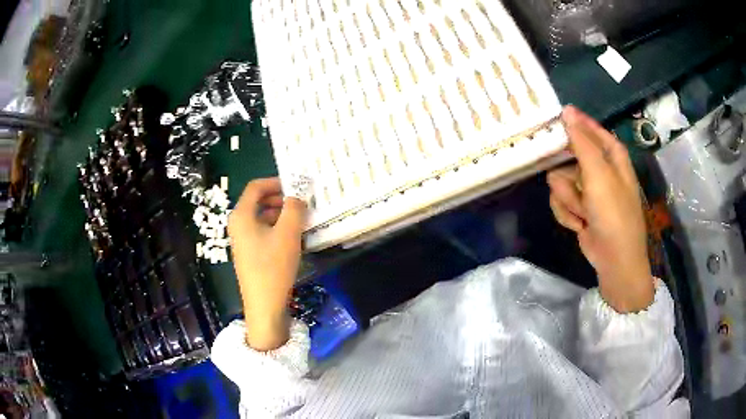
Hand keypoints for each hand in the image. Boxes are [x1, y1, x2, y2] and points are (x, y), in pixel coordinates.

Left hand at [228, 178, 306, 350]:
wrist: (264, 305)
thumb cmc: (274, 266)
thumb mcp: (288, 233)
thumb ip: (294, 207)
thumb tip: (298, 192)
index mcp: (241, 215)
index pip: (256, 186)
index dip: (276, 182)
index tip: (297, 186)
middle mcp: (238, 224)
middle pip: (258, 201)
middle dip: (281, 198)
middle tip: (302, 202)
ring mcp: (242, 239)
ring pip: (262, 217)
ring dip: (281, 214)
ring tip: (302, 219)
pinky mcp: (249, 252)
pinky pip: (262, 231)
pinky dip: (277, 228)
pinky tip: (294, 237)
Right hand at [547, 106, 653, 312]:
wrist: (615, 259)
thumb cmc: (614, 213)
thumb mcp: (599, 174)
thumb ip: (581, 141)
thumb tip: (567, 110)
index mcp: (610, 153)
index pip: (586, 127)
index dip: (570, 124)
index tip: (548, 124)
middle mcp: (599, 167)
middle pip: (567, 155)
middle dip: (567, 175)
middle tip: (575, 186)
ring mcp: (588, 189)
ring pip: (560, 181)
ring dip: (568, 199)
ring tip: (583, 213)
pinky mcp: (579, 207)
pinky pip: (560, 201)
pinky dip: (568, 214)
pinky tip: (580, 224)